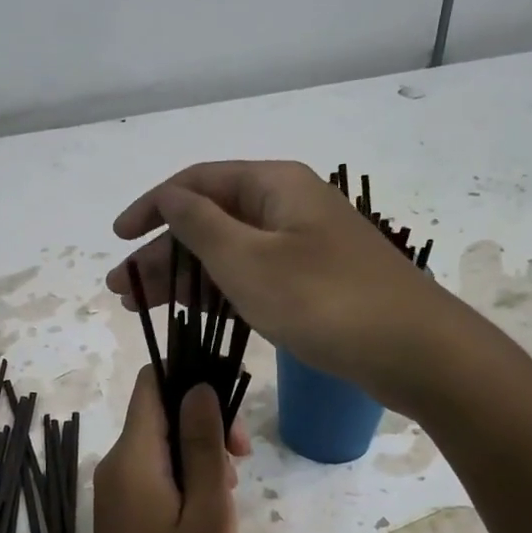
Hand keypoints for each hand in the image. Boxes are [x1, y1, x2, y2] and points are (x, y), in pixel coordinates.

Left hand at [81, 370, 238, 532]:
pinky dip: (185, 480)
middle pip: (160, 413)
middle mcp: (116, 465)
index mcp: (132, 457)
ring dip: (199, 455)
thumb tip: (199, 388)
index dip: (191, 379)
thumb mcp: (208, 515)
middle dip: (204, 423)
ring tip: (228, 497)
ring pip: (161, 445)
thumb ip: (202, 447)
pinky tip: (209, 513)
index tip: (231, 409)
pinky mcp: (123, 515)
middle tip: (240, 464)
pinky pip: (156, 475)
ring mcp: (116, 492)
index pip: (152, 383)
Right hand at [107, 160, 457, 410]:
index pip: (196, 183)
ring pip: (228, 252)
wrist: (412, 350)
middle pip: (209, 219)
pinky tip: (191, 312)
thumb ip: (200, 225)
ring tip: (142, 307)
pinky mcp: (312, 283)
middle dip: (162, 253)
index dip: (152, 207)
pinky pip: (252, 277)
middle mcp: (286, 207)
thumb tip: (170, 198)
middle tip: (122, 290)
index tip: (118, 239)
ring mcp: (302, 246)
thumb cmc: (323, 300)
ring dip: (183, 276)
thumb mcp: (247, 260)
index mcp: (273, 186)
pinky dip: (217, 293)